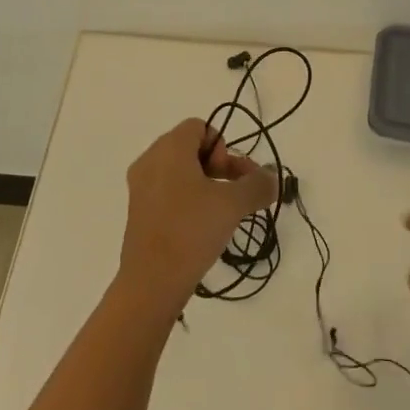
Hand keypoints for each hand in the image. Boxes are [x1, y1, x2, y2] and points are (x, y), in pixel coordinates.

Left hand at [118, 119, 277, 318]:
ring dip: (204, 185)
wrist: (151, 282)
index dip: (222, 147)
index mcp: (169, 147)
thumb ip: (256, 185)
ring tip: (219, 214)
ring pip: (179, 171)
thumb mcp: (232, 204)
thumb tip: (272, 177)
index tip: (230, 177)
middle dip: (218, 167)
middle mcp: (150, 159)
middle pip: (190, 147)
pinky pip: (166, 191)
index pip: (200, 127)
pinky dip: (186, 200)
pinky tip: (199, 228)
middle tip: (232, 196)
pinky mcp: (138, 211)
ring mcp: (140, 186)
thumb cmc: (191, 231)